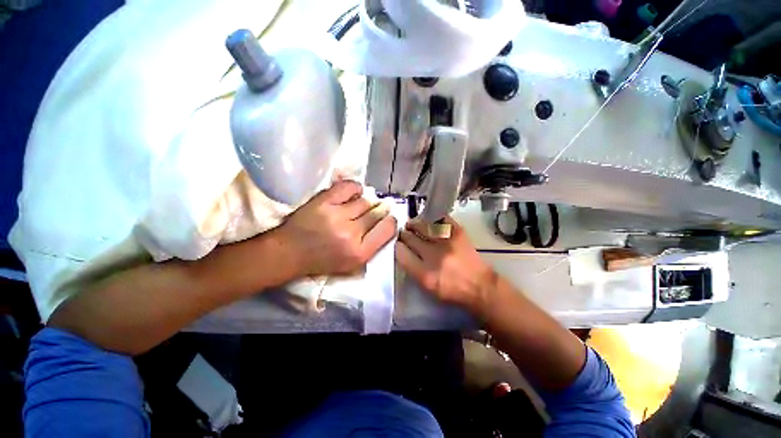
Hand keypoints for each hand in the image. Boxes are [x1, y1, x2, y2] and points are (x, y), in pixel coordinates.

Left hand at [279, 180, 396, 276]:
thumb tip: (387, 223)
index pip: (387, 229)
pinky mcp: (324, 201)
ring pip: (365, 201)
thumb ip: (372, 246)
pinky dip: (355, 188)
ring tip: (364, 204)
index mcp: (359, 253)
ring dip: (368, 201)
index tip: (389, 218)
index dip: (391, 221)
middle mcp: (351, 233)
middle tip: (381, 207)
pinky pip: (349, 187)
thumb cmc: (323, 261)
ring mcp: (336, 215)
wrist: (290, 252)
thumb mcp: (352, 264)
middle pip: (377, 213)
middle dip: (382, 209)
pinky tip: (355, 193)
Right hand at [395, 217, 495, 313]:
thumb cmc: (451, 289)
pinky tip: (428, 222)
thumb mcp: (427, 287)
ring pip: (422, 225)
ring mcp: (447, 242)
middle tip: (403, 233)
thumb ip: (412, 268)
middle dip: (404, 234)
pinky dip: (431, 219)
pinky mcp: (458, 232)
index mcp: (425, 274)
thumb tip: (402, 250)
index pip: (401, 253)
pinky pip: (440, 219)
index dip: (397, 246)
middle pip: (410, 238)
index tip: (397, 244)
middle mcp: (434, 256)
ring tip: (412, 224)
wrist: (479, 285)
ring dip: (414, 224)